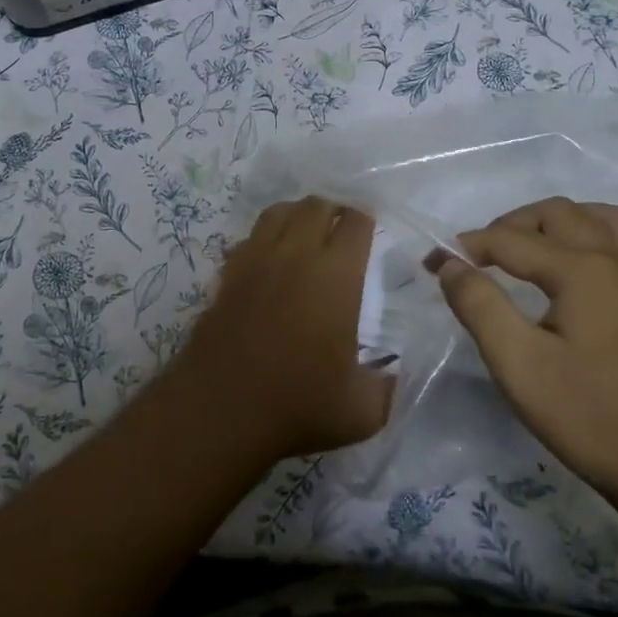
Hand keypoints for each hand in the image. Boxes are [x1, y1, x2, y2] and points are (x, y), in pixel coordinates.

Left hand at [176, 196, 392, 460]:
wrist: (220, 411)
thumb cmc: (297, 406)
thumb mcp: (363, 410)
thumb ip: (389, 387)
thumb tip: (396, 375)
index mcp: (335, 277)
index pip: (355, 222)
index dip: (367, 219)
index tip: (372, 230)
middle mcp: (295, 256)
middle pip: (315, 205)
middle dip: (334, 210)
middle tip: (343, 230)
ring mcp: (255, 261)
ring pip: (277, 212)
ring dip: (297, 214)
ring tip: (307, 233)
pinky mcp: (226, 276)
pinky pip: (249, 238)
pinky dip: (264, 238)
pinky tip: (270, 261)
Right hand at [431, 198, 617, 502]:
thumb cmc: (593, 417)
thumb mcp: (519, 365)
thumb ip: (480, 305)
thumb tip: (449, 264)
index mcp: (582, 270)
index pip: (510, 240)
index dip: (466, 247)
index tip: (432, 263)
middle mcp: (617, 261)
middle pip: (558, 214)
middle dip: (511, 225)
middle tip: (480, 258)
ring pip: (602, 218)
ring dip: (560, 222)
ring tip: (532, 250)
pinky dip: (594, 238)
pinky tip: (577, 273)